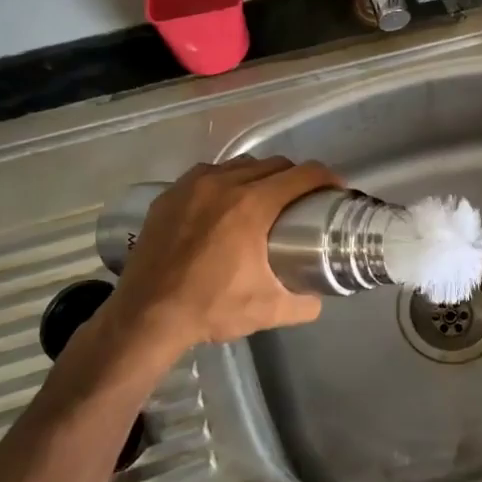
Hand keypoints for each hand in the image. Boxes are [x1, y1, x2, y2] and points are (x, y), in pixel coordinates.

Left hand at [80, 157, 339, 374]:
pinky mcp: (170, 194)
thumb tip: (318, 296)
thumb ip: (304, 303)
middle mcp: (224, 183)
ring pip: (240, 165)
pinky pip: (208, 174)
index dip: (327, 179)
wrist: (146, 317)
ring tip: (264, 200)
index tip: (335, 191)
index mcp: (253, 205)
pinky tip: (224, 203)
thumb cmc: (210, 309)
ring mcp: (193, 185)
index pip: (303, 175)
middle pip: (274, 165)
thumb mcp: (269, 311)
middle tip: (302, 202)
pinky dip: (225, 181)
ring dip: (260, 176)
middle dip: (295, 178)